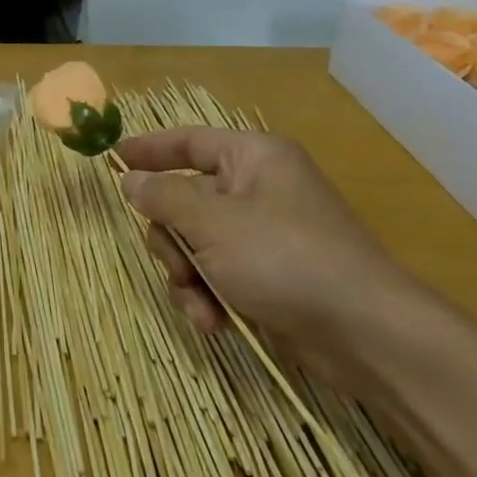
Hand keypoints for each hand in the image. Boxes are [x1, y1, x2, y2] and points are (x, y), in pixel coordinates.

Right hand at [119, 128, 437, 390]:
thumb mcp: (212, 223)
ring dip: (186, 277)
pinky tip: (213, 323)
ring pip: (195, 244)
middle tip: (176, 266)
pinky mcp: (268, 277)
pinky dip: (208, 298)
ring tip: (199, 306)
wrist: (365, 334)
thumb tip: (130, 179)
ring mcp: (263, 236)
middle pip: (184, 201)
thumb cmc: (284, 259)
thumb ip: (163, 197)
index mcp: (252, 159)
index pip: (189, 142)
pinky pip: (217, 275)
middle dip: (171, 241)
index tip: (111, 161)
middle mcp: (257, 191)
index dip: (149, 149)